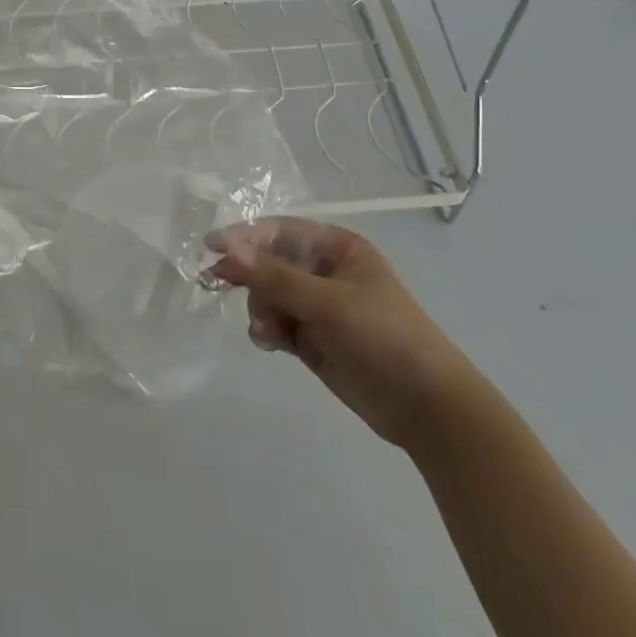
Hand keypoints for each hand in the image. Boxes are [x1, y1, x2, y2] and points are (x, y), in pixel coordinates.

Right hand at [208, 218, 478, 449]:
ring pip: (266, 294)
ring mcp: (316, 305)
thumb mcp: (328, 302)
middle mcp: (324, 271)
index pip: (280, 231)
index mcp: (337, 248)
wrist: (424, 405)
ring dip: (261, 309)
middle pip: (267, 261)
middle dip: (250, 277)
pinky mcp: (310, 337)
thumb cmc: (383, 336)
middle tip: (217, 282)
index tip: (211, 246)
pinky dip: (267, 330)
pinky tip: (273, 344)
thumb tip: (227, 251)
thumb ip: (274, 277)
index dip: (245, 236)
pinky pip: (273, 322)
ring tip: (272, 332)